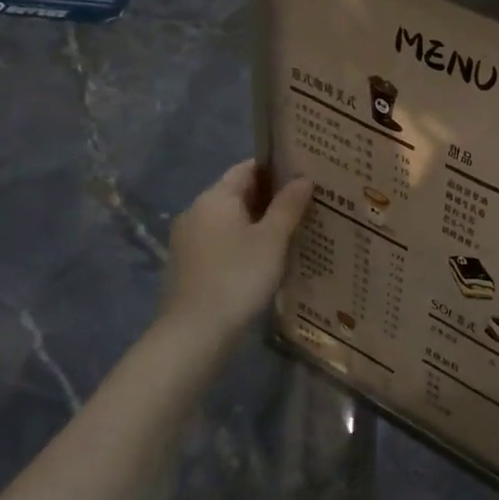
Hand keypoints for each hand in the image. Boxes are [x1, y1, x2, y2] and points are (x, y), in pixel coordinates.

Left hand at [161, 161, 312, 336]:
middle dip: (272, 197)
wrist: (196, 331)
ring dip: (259, 222)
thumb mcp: (272, 240)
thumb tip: (304, 178)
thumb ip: (288, 206)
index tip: (305, 174)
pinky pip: (223, 241)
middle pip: (239, 193)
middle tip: (308, 203)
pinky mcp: (190, 264)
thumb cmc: (238, 277)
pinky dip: (245, 242)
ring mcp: (189, 239)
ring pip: (231, 220)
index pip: (248, 168)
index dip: (277, 168)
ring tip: (294, 230)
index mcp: (215, 198)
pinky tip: (267, 258)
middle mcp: (197, 211)